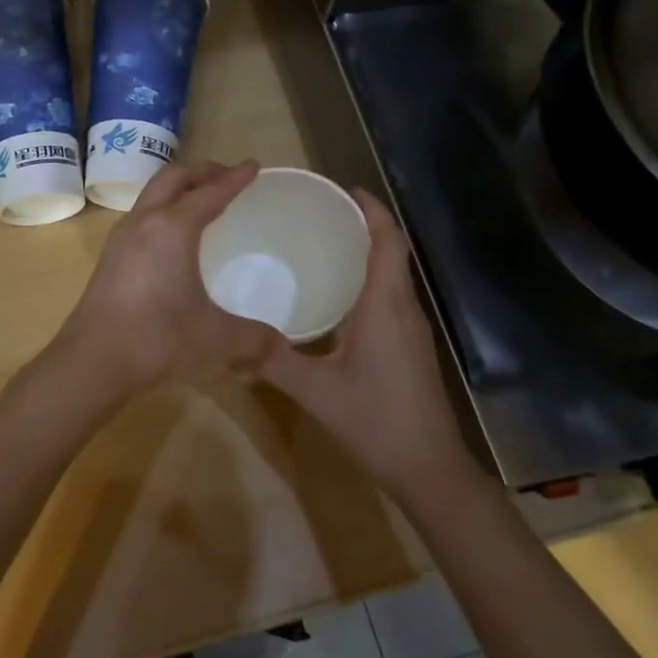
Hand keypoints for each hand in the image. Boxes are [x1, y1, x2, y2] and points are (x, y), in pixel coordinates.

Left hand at [55, 160, 279, 398]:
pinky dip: (163, 210)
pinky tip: (172, 237)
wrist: (93, 358)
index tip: (253, 166)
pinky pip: (141, 216)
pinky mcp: (109, 257)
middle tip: (227, 176)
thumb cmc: (156, 337)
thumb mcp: (213, 336)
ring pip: (152, 195)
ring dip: (178, 188)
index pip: (210, 192)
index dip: (234, 178)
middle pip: (173, 179)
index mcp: (172, 228)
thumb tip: (281, 347)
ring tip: (200, 200)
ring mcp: (121, 238)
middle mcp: (144, 222)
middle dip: (202, 171)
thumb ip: (252, 338)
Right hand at [261, 191, 481, 498]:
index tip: (345, 189)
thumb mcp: (315, 390)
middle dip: (364, 226)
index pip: (388, 242)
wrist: (427, 468)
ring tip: (323, 246)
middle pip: (393, 252)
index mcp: (385, 306)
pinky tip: (337, 298)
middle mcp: (404, 309)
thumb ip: (272, 360)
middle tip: (320, 215)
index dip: (373, 209)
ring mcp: (412, 330)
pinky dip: (368, 282)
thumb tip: (230, 338)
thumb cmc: (375, 420)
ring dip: (367, 254)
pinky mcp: (410, 348)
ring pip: (393, 276)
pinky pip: (391, 299)